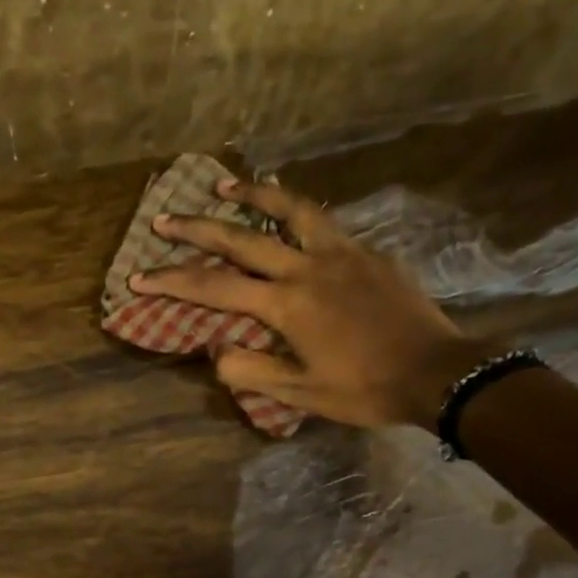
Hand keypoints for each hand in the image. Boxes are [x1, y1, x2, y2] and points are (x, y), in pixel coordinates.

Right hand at [131, 178, 504, 427]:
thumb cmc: (365, 389)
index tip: (140, 276)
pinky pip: (323, 221)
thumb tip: (216, 352)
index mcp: (288, 304)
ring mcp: (342, 253)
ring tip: (223, 183)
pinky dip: (294, 212)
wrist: (438, 372)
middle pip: (243, 238)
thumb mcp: (301, 394)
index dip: (173, 282)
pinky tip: (288, 216)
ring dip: (251, 194)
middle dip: (197, 229)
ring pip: (290, 210)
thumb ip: (252, 371)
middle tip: (165, 218)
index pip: (216, 288)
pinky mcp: (368, 253)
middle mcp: (309, 267)